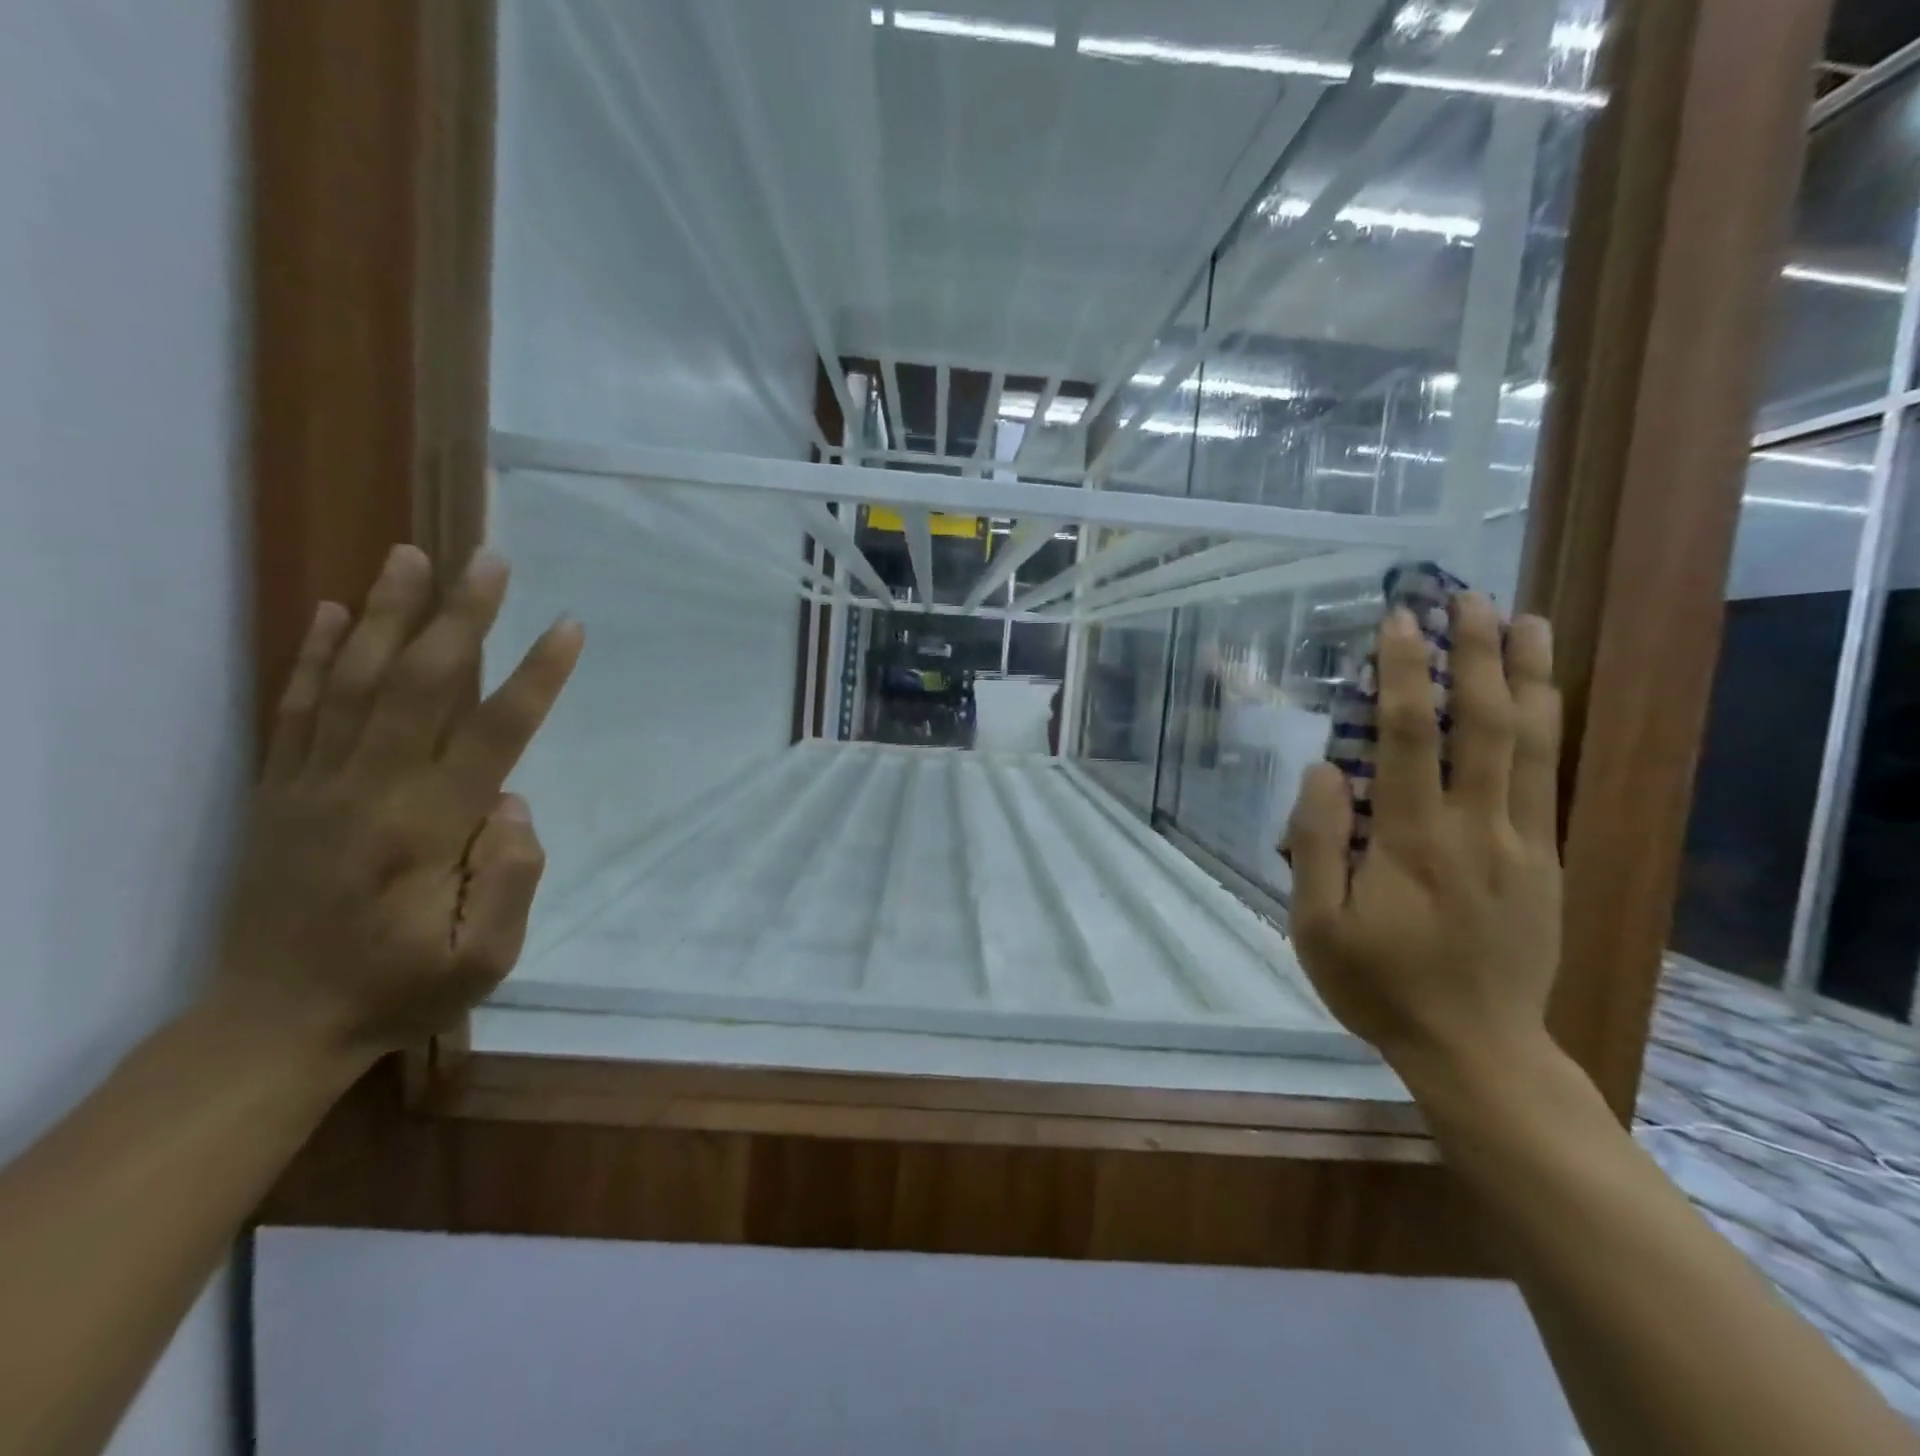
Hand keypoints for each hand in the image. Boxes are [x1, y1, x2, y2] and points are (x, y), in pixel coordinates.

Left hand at [213, 546, 583, 1065]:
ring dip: (386, 613)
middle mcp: (367, 790)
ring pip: (351, 679)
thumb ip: (510, 877)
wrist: (271, 1026)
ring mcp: (313, 785)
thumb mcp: (483, 958)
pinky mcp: (278, 791)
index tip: (567, 628)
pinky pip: (295, 708)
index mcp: (425, 829)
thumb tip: (513, 802)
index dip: (536, 677)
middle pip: (419, 684)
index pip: (493, 733)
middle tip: (489, 559)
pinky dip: (311, 654)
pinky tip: (331, 610)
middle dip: (462, 618)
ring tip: (411, 555)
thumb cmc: (398, 991)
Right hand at [1285, 594, 1562, 1083]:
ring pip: (1532, 743)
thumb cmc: (1379, 985)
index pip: (1409, 738)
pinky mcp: (1544, 860)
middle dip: (1476, 653)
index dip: (1404, 674)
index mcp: (1411, 841)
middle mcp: (1474, 827)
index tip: (1399, 623)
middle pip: (1484, 724)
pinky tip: (1541, 695)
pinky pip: (1547, 779)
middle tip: (1467, 597)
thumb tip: (1324, 770)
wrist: (1476, 1047)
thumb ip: (1316, 845)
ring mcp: (1520, 842)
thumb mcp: (1317, 925)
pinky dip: (1547, 725)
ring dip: (1527, 675)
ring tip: (1525, 619)